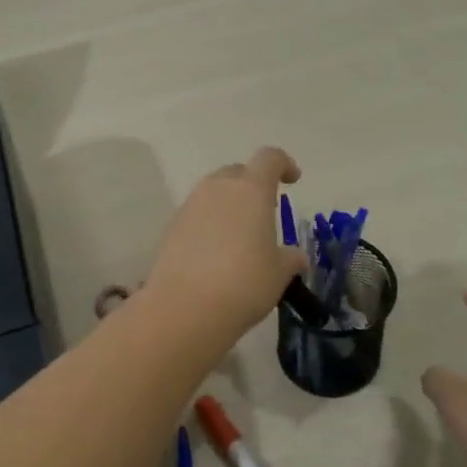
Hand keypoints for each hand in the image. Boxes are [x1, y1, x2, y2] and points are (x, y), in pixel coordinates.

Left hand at [142, 147, 306, 345]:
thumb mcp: (279, 274)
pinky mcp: (171, 228)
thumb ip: (289, 259)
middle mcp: (218, 189)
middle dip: (252, 184)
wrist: (185, 308)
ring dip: (228, 205)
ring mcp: (190, 206)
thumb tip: (295, 257)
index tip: (293, 180)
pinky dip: (209, 224)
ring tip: (240, 235)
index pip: (269, 158)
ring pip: (213, 193)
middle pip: (237, 172)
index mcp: (251, 190)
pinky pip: (196, 215)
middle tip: (263, 211)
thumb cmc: (244, 283)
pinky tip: (215, 254)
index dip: (284, 164)